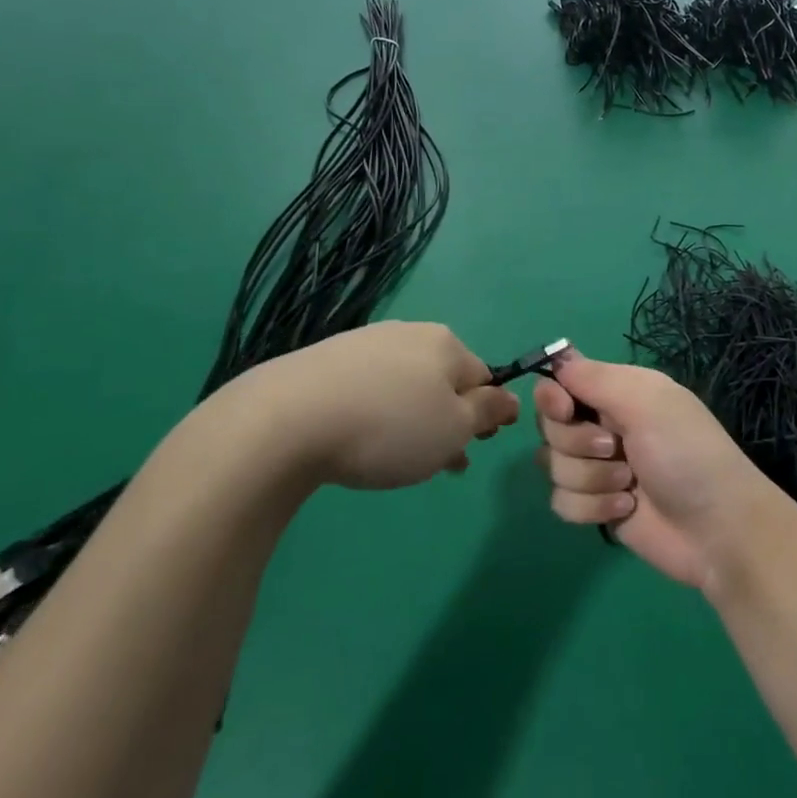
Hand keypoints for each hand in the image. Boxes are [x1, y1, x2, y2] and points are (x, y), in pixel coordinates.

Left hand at [225, 321, 518, 491]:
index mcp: (446, 344)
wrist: (285, 420)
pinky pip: (368, 387)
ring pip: (405, 385)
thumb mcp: (454, 429)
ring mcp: (364, 343)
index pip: (483, 376)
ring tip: (398, 461)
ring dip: (413, 419)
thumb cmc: (388, 427)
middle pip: (443, 380)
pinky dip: (376, 413)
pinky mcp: (325, 359)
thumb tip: (512, 398)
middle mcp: (409, 334)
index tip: (473, 449)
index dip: (485, 414)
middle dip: (447, 420)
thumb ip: (488, 412)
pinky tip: (360, 441)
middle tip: (439, 463)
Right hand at [534, 351, 778, 589]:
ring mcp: (598, 467)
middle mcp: (604, 424)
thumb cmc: (686, 453)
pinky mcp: (596, 506)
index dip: (552, 396)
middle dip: (576, 441)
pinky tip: (625, 508)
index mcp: (619, 392)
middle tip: (614, 447)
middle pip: (549, 425)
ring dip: (590, 477)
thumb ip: (596, 378)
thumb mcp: (646, 402)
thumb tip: (558, 359)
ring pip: (552, 465)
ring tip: (628, 484)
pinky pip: (561, 501)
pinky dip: (591, 507)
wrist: (716, 528)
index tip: (565, 410)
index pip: (561, 382)